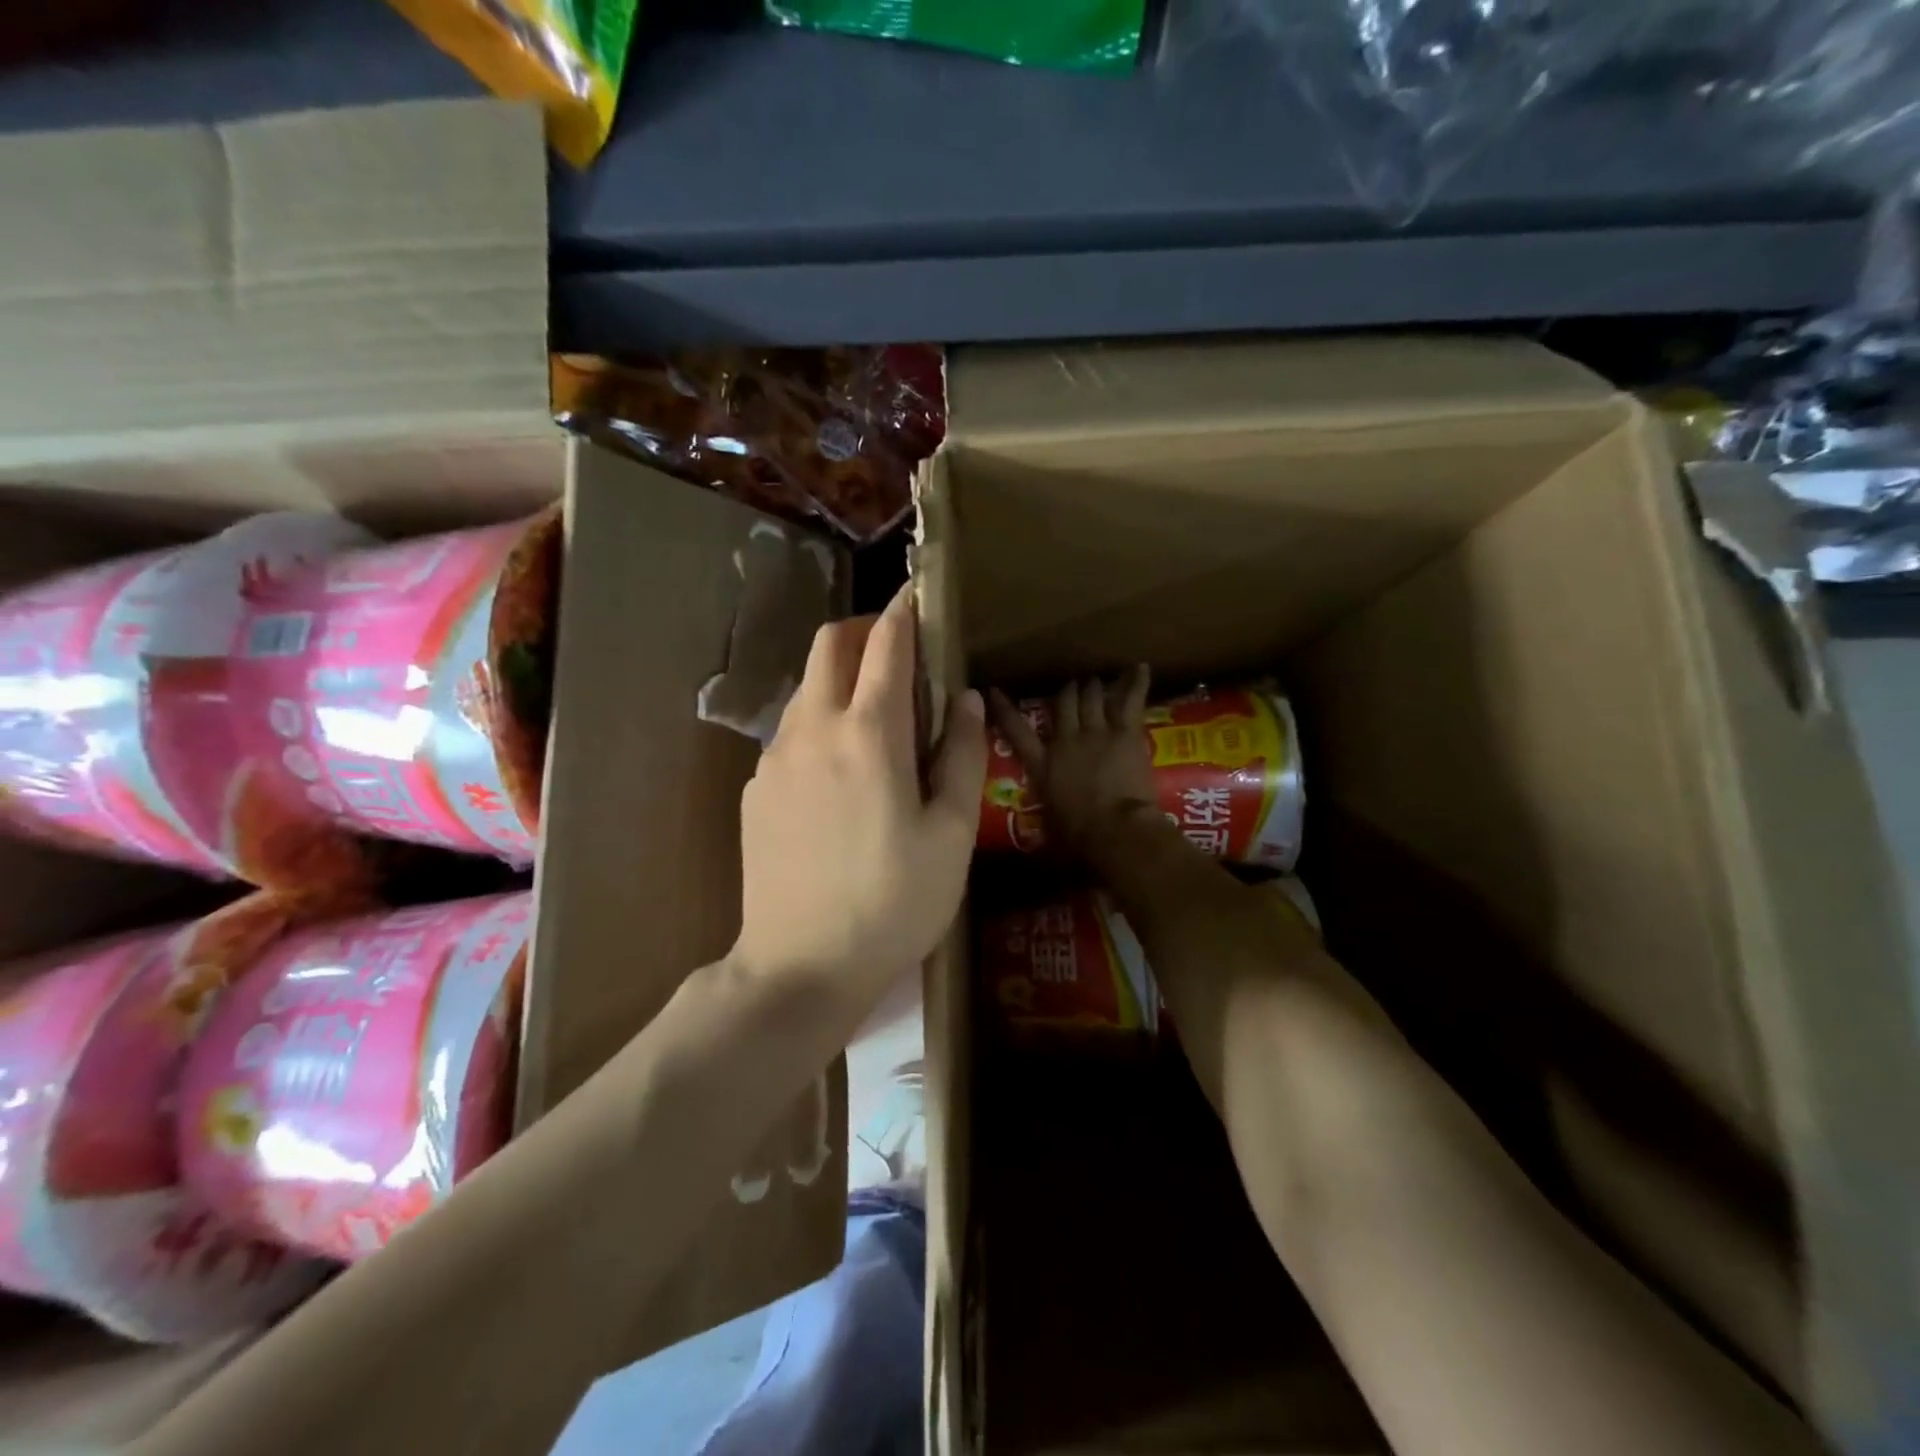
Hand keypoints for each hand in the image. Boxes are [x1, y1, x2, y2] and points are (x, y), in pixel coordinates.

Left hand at [734, 587, 987, 1008]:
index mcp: (868, 733)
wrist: (800, 966)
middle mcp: (813, 729)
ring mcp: (774, 758)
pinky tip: (840, 777)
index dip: (906, 611)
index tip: (920, 595)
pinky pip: (790, 734)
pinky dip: (819, 725)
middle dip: (864, 631)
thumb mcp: (950, 834)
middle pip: (829, 646)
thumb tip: (965, 699)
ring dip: (840, 681)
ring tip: (876, 724)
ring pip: (806, 689)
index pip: (886, 644)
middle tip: (899, 655)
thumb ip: (960, 755)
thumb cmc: (894, 902)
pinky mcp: (755, 789)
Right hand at [989, 667, 1159, 860]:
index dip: (1004, 710)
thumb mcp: (1051, 829)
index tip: (992, 692)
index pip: (1016, 731)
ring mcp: (1096, 732)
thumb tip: (1040, 859)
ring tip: (1096, 680)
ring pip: (1091, 696)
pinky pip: (1130, 700)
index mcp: (1043, 764)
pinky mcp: (1125, 732)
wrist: (1115, 830)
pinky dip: (1136, 682)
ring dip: (1094, 686)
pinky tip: (1141, 667)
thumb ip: (1045, 825)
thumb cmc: (1080, 838)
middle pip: (1063, 703)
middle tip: (1072, 687)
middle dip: (1067, 692)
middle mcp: (1066, 740)